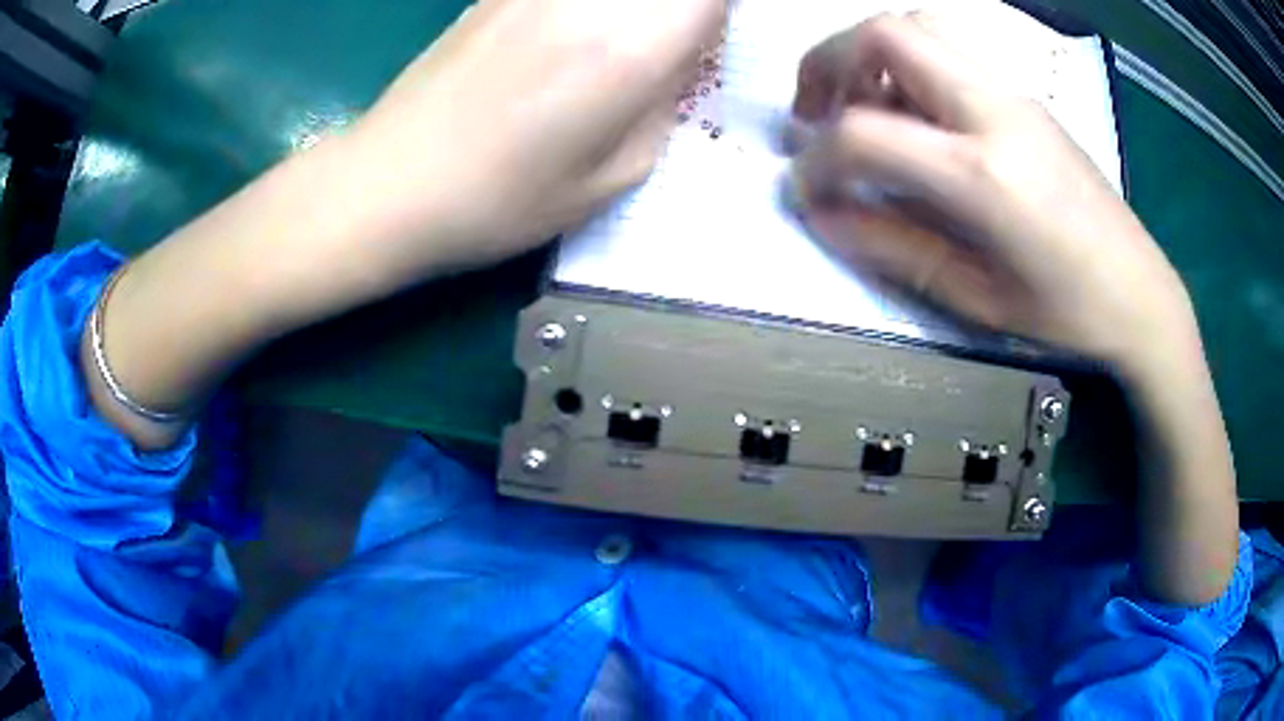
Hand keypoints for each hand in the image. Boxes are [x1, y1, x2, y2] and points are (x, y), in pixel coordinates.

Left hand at [346, 0, 725, 276]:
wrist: (393, 183)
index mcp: (633, 45)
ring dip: (632, 10)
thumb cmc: (505, 198)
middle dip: (681, 9)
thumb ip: (665, 103)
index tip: (708, 39)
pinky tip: (569, 38)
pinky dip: (587, 8)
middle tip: (668, 46)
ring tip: (611, 53)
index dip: (718, 10)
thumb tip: (677, 58)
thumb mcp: (617, 176)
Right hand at [791, 13, 1195, 375]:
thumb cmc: (1066, 312)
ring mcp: (1013, 93)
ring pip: (917, 25)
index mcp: (984, 174)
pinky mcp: (1024, 94)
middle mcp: (994, 110)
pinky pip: (949, 47)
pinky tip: (914, 112)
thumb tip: (825, 215)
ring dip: (870, 54)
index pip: (865, 134)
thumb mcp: (976, 296)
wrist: (1139, 291)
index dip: (816, 161)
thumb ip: (894, 247)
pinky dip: (908, 62)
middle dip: (828, 65)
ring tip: (864, 106)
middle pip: (885, 35)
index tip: (805, 190)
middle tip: (816, 115)